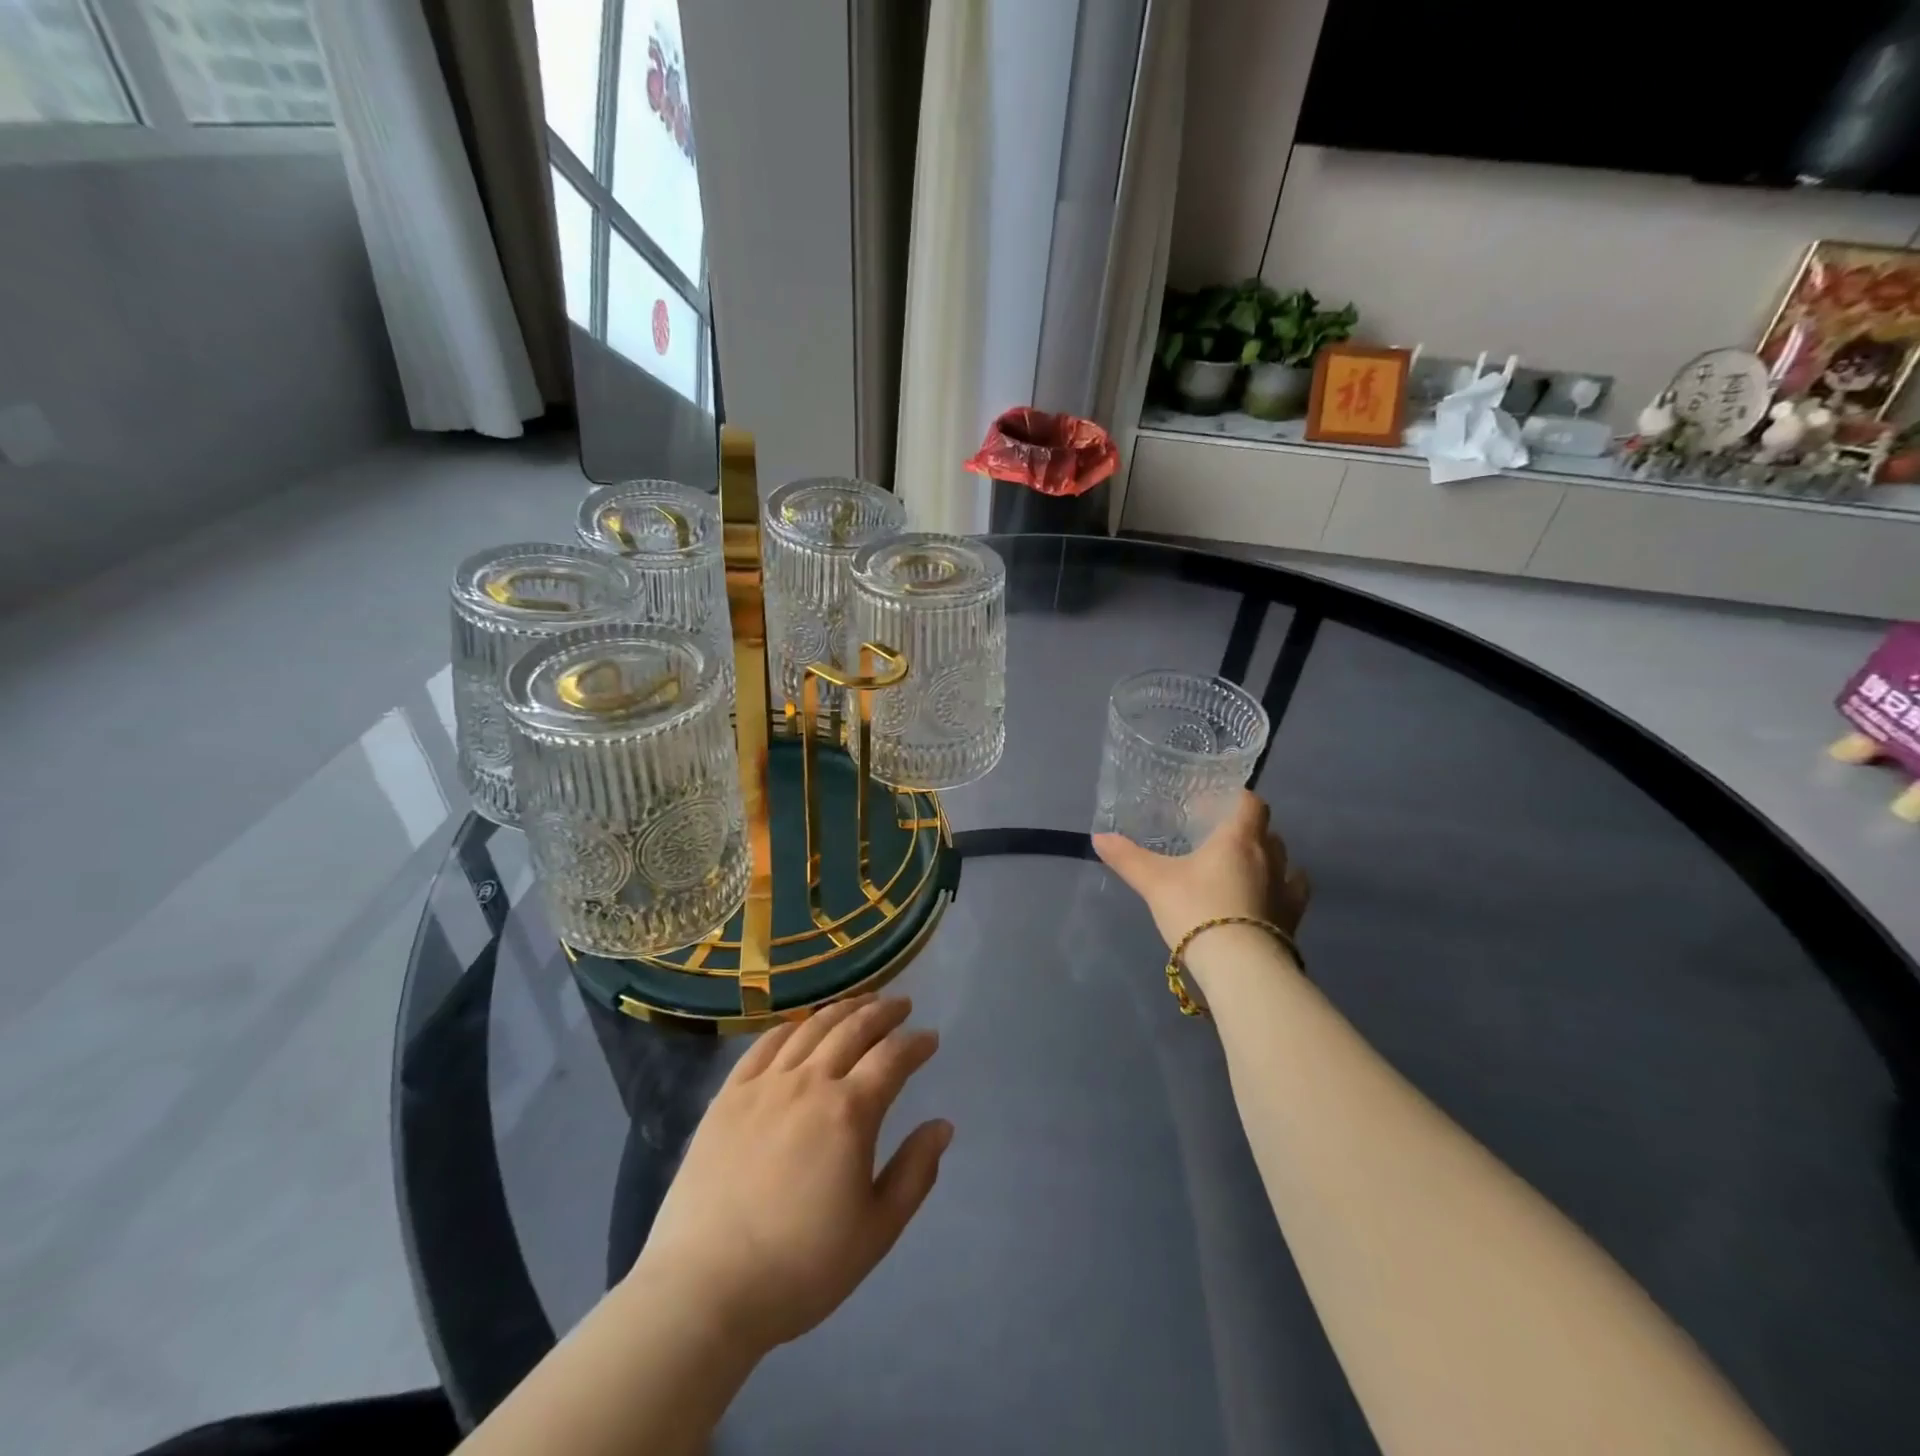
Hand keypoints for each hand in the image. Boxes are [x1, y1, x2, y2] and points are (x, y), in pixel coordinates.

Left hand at [631, 995, 950, 1354]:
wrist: (705, 1288)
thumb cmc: (800, 1267)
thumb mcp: (876, 1231)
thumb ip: (914, 1173)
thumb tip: (942, 1126)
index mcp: (849, 1112)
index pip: (892, 1058)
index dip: (915, 1044)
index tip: (930, 1038)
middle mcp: (809, 1082)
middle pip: (853, 1029)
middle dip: (883, 1012)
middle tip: (901, 1005)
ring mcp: (764, 1085)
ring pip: (810, 1028)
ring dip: (842, 1009)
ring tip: (860, 1003)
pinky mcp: (728, 1096)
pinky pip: (764, 1044)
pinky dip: (791, 1026)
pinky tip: (801, 1025)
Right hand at [1093, 790, 1308, 950]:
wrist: (1238, 965)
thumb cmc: (1196, 910)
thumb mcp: (1153, 882)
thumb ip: (1127, 858)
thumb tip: (1098, 837)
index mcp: (1238, 839)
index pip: (1251, 804)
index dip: (1238, 799)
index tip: (1219, 804)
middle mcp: (1269, 858)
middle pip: (1268, 832)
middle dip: (1250, 831)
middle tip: (1222, 839)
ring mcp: (1286, 889)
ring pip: (1285, 861)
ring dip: (1270, 859)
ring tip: (1246, 868)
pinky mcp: (1293, 919)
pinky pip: (1294, 893)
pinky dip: (1283, 889)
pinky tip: (1268, 897)